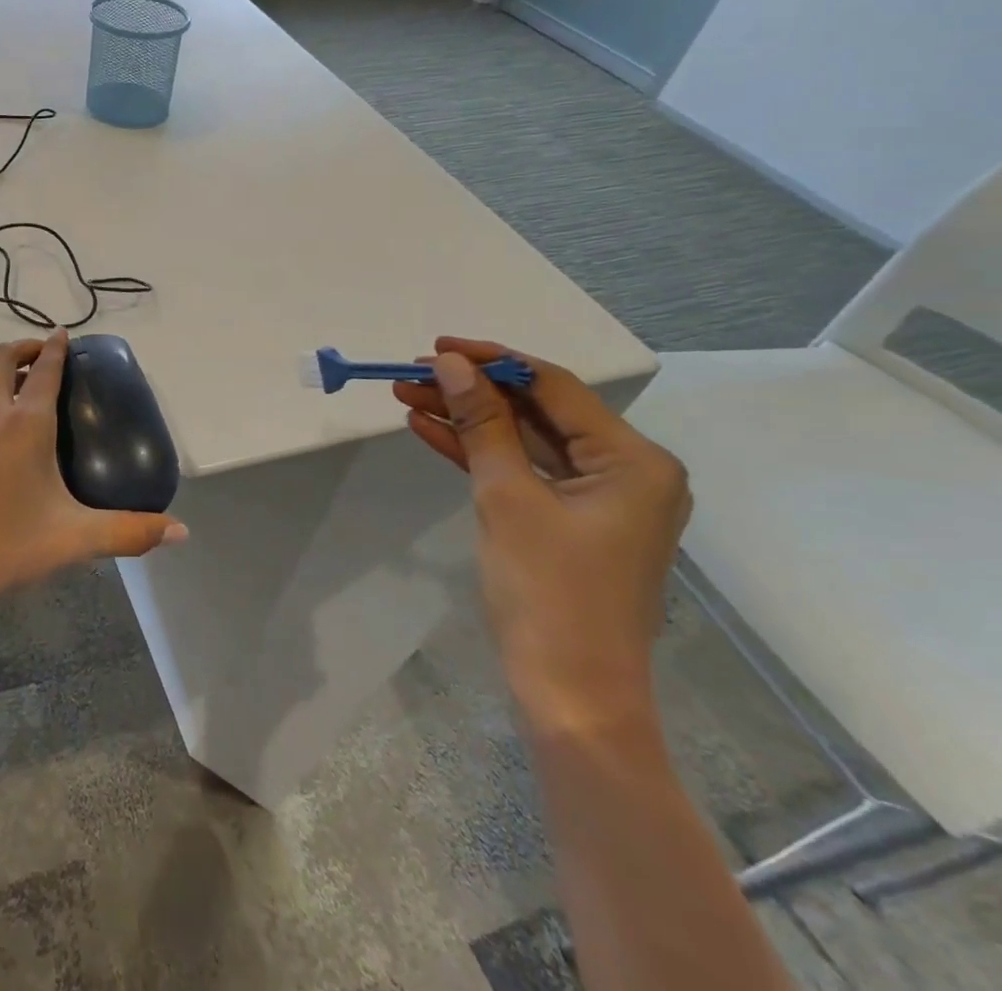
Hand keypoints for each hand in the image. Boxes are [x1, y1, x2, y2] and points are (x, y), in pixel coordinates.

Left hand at [0, 330, 186, 627]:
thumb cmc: (5, 548)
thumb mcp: (74, 539)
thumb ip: (130, 532)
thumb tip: (179, 532)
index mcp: (24, 425)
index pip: (44, 369)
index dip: (55, 347)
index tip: (63, 334)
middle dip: (21, 348)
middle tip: (40, 356)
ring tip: (12, 391)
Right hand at [394, 338, 689, 740]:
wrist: (571, 694)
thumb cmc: (549, 592)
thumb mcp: (507, 496)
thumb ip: (481, 423)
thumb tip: (451, 364)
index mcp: (634, 460)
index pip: (554, 386)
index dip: (492, 361)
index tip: (436, 346)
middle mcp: (626, 471)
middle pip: (537, 410)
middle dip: (471, 390)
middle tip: (411, 372)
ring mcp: (598, 498)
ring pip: (523, 438)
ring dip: (467, 418)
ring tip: (407, 394)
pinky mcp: (570, 520)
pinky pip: (521, 470)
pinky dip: (477, 451)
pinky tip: (429, 429)